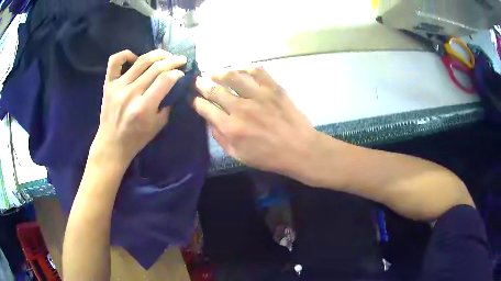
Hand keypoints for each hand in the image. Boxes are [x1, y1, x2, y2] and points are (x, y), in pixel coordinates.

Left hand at [90, 49, 186, 166]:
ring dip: (157, 54)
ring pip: (141, 60)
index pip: (165, 79)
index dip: (177, 73)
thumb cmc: (136, 139)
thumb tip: (175, 85)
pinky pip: (115, 61)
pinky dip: (126, 54)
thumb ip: (167, 104)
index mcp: (144, 107)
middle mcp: (131, 93)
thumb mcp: (158, 126)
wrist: (111, 145)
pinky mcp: (108, 84)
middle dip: (172, 61)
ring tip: (165, 55)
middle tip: (180, 60)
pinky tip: (135, 58)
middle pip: (156, 67)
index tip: (182, 73)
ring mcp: (118, 87)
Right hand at [192, 66, 318, 176]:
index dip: (196, 102)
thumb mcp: (239, 155)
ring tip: (214, 72)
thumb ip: (221, 139)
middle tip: (197, 80)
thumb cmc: (269, 157)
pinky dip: (246, 67)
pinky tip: (240, 69)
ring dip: (220, 72)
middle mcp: (241, 108)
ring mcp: (258, 95)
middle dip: (202, 84)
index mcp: (231, 127)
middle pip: (215, 90)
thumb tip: (210, 122)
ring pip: (233, 76)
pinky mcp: (274, 88)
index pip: (205, 108)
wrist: (300, 149)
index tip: (192, 98)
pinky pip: (257, 71)